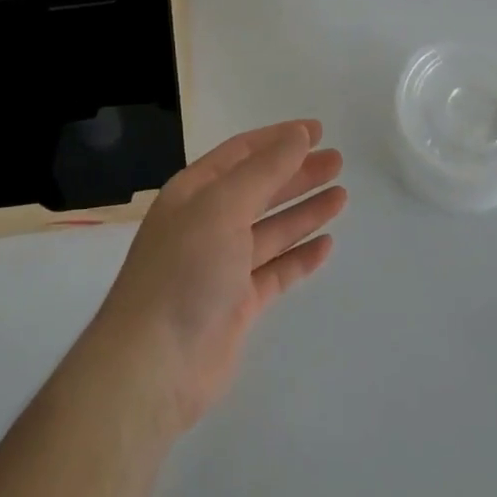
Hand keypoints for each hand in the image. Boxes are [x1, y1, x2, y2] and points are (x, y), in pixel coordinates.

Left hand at [90, 121, 345, 431]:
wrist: (154, 365)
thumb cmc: (185, 270)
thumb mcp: (222, 206)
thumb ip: (264, 170)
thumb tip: (297, 135)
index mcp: (194, 192)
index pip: (242, 153)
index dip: (278, 139)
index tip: (317, 130)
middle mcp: (207, 223)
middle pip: (260, 188)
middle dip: (298, 173)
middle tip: (338, 162)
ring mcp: (223, 265)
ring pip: (271, 229)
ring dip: (304, 211)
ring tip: (342, 196)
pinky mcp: (238, 304)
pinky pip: (276, 270)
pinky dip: (300, 256)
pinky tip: (327, 245)